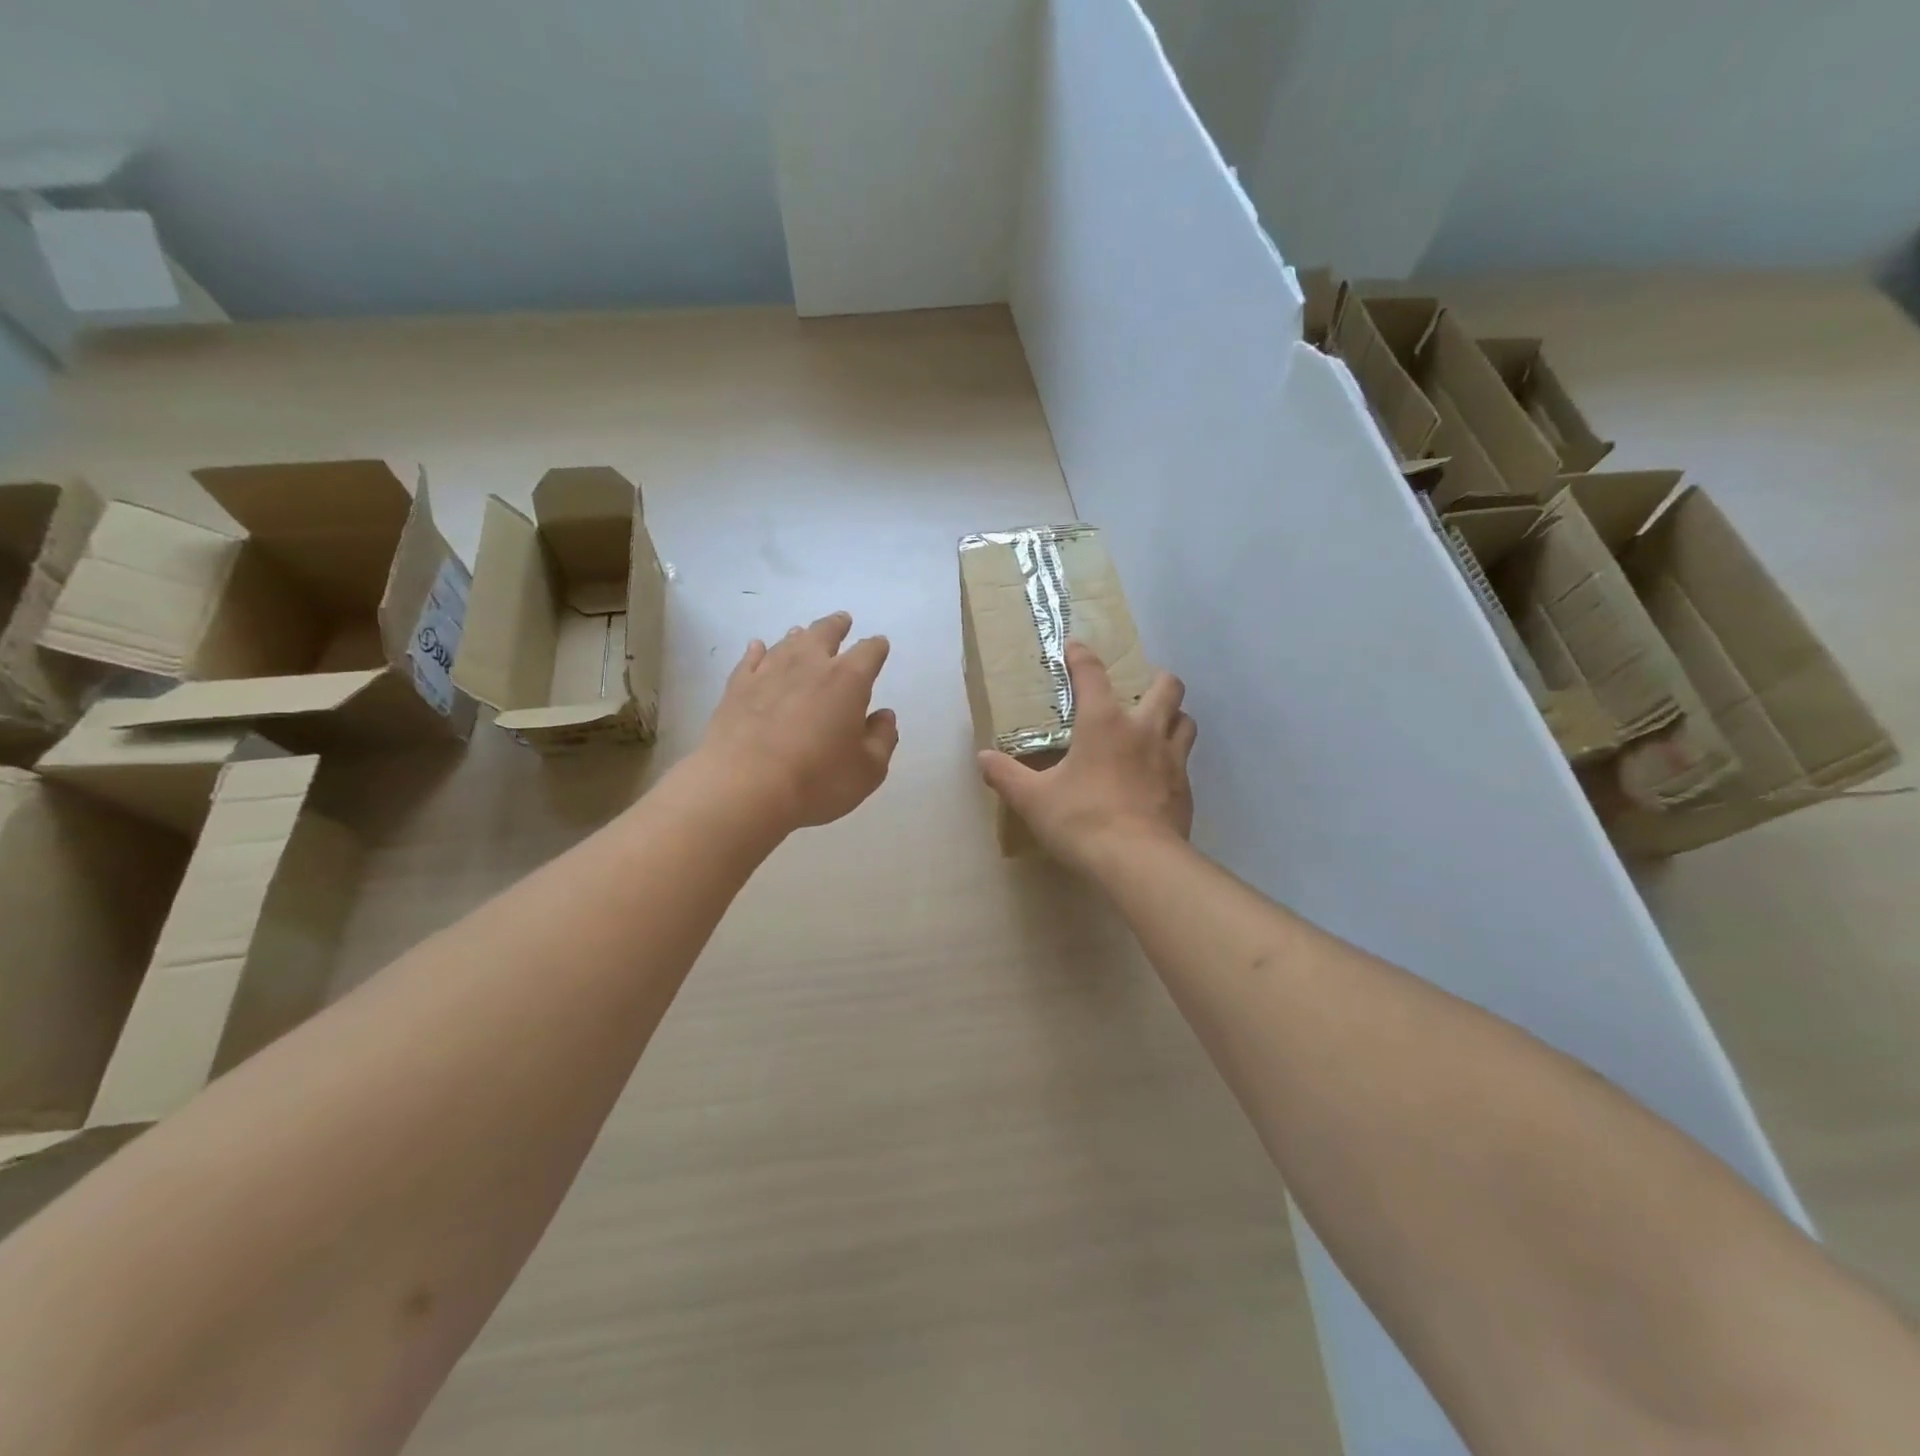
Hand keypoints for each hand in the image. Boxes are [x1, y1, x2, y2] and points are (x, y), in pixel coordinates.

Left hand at [693, 611, 898, 833]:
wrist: (743, 787)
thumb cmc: (817, 780)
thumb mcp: (867, 770)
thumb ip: (882, 738)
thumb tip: (884, 716)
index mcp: (848, 680)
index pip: (869, 652)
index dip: (877, 647)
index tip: (879, 646)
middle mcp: (809, 665)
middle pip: (825, 633)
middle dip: (837, 626)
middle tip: (842, 620)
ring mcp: (769, 672)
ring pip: (787, 642)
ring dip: (800, 636)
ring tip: (803, 633)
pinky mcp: (737, 687)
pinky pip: (750, 659)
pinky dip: (758, 651)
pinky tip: (758, 648)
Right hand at [977, 640, 1195, 870]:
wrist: (1138, 862)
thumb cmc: (1082, 820)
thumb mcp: (1033, 799)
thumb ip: (1006, 775)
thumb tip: (983, 758)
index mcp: (1105, 723)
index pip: (1093, 675)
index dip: (1082, 656)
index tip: (1075, 646)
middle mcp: (1144, 730)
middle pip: (1166, 686)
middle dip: (1155, 679)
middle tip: (1138, 690)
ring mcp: (1172, 759)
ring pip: (1185, 720)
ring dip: (1173, 716)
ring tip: (1155, 727)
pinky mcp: (1185, 788)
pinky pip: (1185, 761)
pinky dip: (1173, 759)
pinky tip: (1157, 776)